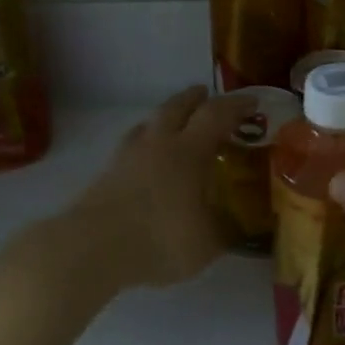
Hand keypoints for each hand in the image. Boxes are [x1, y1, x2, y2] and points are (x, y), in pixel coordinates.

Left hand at [7, 86, 249, 299]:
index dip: (236, 105)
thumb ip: (227, 231)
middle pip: (177, 107)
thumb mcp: (207, 244)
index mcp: (188, 151)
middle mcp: (158, 144)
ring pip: (150, 123)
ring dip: (167, 117)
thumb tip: (244, 226)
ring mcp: (128, 156)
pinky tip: (147, 158)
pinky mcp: (107, 173)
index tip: (252, 102)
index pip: (216, 115)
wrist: (92, 248)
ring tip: (176, 124)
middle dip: (195, 98)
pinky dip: (146, 142)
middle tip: (208, 96)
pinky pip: (132, 145)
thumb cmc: (158, 239)